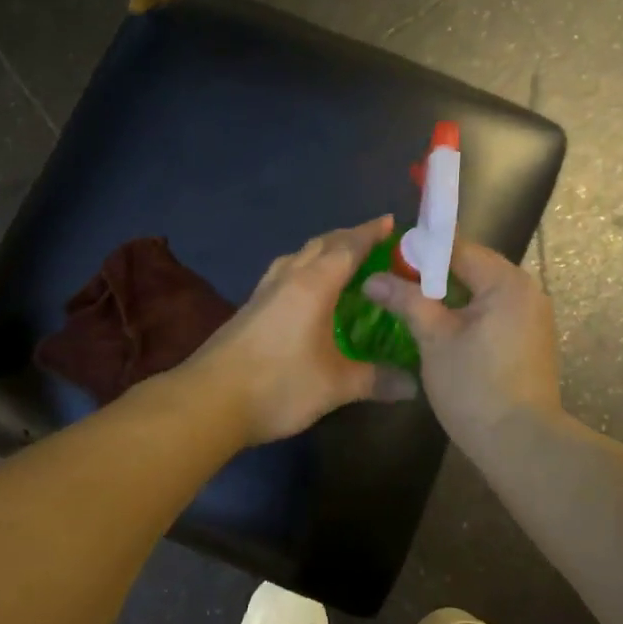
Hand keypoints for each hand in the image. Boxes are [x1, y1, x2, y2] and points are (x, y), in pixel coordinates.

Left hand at [187, 215, 417, 444]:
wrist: (208, 402)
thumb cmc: (278, 385)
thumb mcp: (335, 386)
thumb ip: (375, 380)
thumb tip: (414, 385)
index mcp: (313, 285)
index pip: (348, 247)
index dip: (371, 233)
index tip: (391, 221)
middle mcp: (287, 279)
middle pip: (321, 245)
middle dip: (348, 237)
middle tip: (374, 241)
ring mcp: (263, 292)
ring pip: (297, 257)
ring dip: (322, 251)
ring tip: (342, 261)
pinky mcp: (248, 309)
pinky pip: (283, 274)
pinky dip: (303, 270)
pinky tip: (306, 292)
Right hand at [363, 241, 562, 451]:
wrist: (521, 444)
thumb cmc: (475, 386)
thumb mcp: (434, 339)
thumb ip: (406, 301)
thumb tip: (372, 279)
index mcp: (506, 282)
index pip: (458, 248)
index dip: (420, 250)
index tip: (387, 257)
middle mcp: (526, 291)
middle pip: (472, 267)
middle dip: (432, 273)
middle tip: (394, 282)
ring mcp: (532, 317)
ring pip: (481, 292)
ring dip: (448, 295)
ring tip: (410, 303)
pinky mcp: (529, 340)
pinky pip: (493, 313)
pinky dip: (466, 314)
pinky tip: (440, 328)